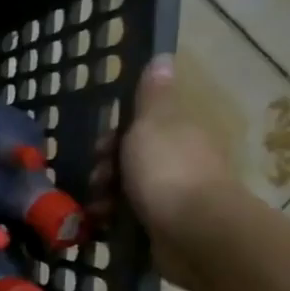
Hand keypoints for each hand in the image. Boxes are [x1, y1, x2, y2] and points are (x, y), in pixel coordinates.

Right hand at [89, 56, 246, 290]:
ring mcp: (174, 198)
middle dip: (104, 170)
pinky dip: (112, 221)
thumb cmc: (167, 172)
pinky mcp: (164, 229)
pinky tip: (101, 226)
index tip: (100, 149)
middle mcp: (179, 163)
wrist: (194, 233)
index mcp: (179, 134)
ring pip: (126, 191)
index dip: (112, 137)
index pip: (139, 128)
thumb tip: (163, 57)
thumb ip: (152, 96)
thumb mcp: (153, 123)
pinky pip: (129, 219)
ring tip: (95, 209)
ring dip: (104, 198)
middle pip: (129, 160)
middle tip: (96, 181)